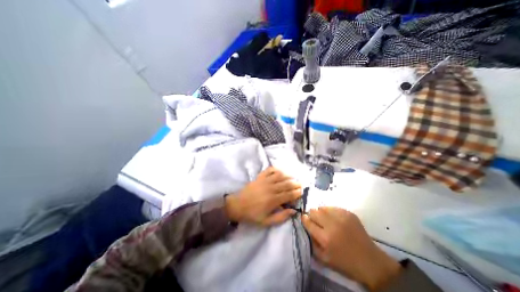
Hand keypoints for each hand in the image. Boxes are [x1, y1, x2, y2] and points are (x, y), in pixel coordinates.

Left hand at [225, 167, 302, 225]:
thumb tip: (293, 211)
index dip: (297, 193)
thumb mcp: (266, 222)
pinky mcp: (260, 177)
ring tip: (293, 177)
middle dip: (295, 184)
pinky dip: (276, 169)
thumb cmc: (252, 215)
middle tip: (300, 185)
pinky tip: (280, 171)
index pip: (289, 194)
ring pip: (280, 175)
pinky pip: (269, 170)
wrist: (237, 205)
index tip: (301, 192)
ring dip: (288, 176)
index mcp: (273, 200)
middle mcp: (271, 188)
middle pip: (286, 184)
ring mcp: (265, 181)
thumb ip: (281, 217)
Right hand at [303, 207, 398, 291]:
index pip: (308, 221)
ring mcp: (341, 217)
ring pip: (322, 208)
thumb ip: (312, 242)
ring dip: (321, 213)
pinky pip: (333, 207)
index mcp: (325, 238)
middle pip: (313, 211)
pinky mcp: (349, 213)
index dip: (304, 219)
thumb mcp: (323, 259)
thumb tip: (306, 228)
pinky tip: (335, 219)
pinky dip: (330, 212)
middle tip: (316, 221)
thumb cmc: (345, 262)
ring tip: (325, 219)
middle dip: (312, 215)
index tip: (305, 219)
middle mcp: (332, 225)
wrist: (370, 261)